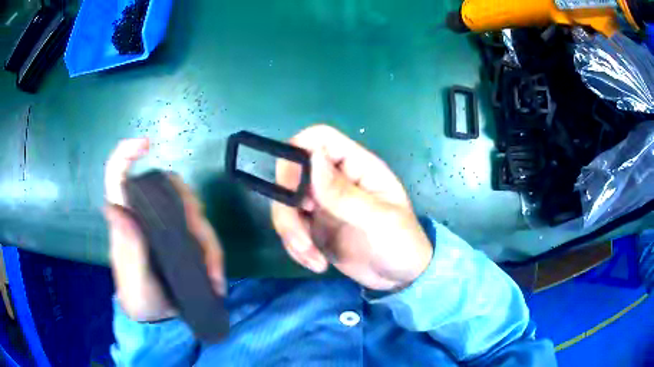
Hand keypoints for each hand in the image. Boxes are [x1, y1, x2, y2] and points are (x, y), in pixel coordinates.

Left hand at [104, 139, 225, 321]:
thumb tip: (114, 206)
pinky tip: (217, 279)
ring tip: (213, 275)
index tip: (146, 145)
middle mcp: (147, 216)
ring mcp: (167, 227)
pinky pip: (205, 234)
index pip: (118, 176)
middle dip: (188, 206)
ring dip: (207, 241)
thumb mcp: (132, 280)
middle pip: (170, 187)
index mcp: (126, 219)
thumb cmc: (140, 299)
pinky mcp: (183, 240)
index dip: (126, 154)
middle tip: (199, 241)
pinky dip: (214, 254)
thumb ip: (127, 248)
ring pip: (193, 210)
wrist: (159, 320)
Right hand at [272, 125, 432, 290]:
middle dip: (288, 210)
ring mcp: (321, 202)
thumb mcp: (378, 220)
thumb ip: (344, 193)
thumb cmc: (400, 244)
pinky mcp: (313, 225)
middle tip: (303, 240)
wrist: (399, 278)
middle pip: (291, 174)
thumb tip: (312, 157)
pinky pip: (290, 227)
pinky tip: (316, 263)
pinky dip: (295, 247)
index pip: (318, 139)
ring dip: (291, 234)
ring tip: (315, 259)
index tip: (294, 191)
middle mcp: (334, 179)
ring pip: (285, 204)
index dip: (297, 155)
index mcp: (356, 166)